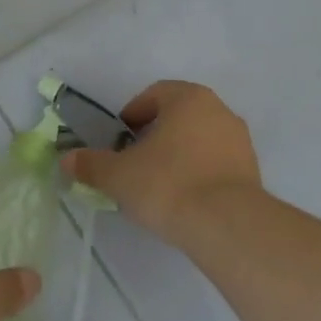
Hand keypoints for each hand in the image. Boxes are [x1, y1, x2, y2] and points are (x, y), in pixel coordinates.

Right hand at [61, 80, 264, 245]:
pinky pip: (217, 164)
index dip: (132, 115)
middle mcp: (219, 110)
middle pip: (179, 116)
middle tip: (135, 162)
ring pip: (200, 140)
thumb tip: (67, 160)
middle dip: (155, 136)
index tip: (119, 141)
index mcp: (188, 98)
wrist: (227, 225)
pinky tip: (185, 200)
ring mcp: (240, 141)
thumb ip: (91, 165)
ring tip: (159, 185)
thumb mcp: (119, 176)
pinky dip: (199, 174)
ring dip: (179, 155)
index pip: (154, 94)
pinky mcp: (253, 172)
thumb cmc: (168, 184)